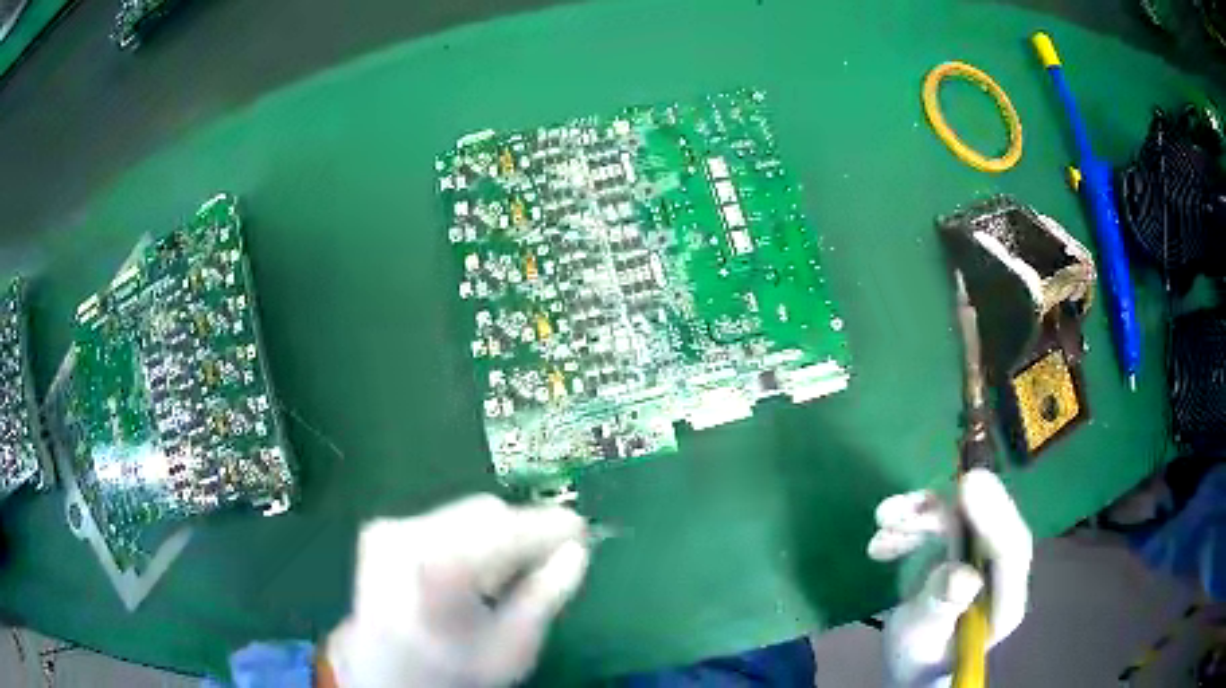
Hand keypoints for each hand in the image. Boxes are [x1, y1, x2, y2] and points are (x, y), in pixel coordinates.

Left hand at [325, 494, 589, 687]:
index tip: (580, 533)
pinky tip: (468, 574)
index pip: (507, 528)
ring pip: (464, 514)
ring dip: (494, 537)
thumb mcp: (512, 647)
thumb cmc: (453, 670)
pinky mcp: (381, 532)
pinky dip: (466, 540)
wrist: (383, 676)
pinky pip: (442, 521)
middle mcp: (408, 534)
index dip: (548, 527)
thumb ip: (546, 595)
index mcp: (440, 565)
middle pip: (485, 514)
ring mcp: (389, 530)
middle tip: (543, 563)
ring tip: (500, 578)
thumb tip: (576, 551)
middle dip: (520, 533)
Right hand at [867, 469, 1032, 686]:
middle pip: (990, 523)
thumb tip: (960, 575)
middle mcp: (1000, 571)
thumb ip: (942, 607)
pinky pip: (944, 520)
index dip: (994, 516)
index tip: (968, 486)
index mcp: (1005, 601)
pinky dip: (913, 520)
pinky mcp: (962, 547)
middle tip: (917, 497)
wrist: (914, 663)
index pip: (1011, 551)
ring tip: (883, 521)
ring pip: (964, 516)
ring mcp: (982, 556)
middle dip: (953, 507)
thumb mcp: (924, 641)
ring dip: (922, 513)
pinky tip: (883, 537)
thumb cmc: (919, 660)